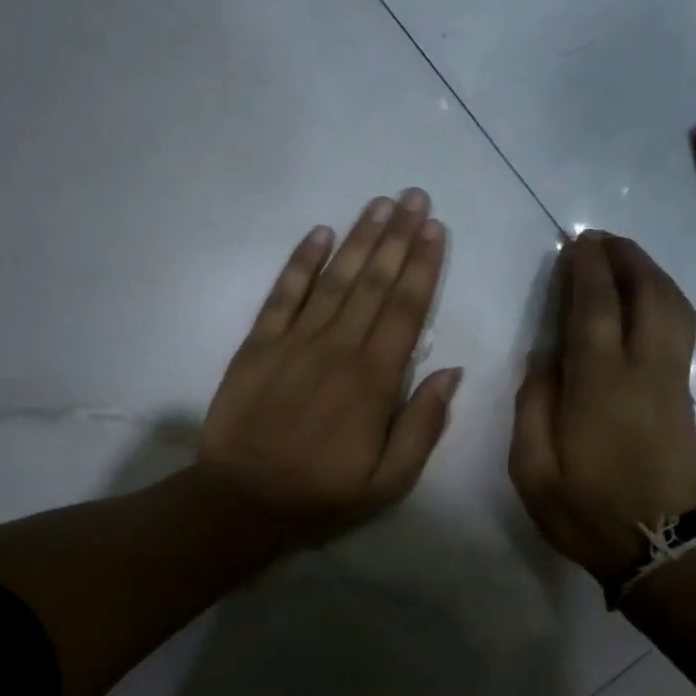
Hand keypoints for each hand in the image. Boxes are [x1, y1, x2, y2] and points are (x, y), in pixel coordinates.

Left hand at [199, 189, 462, 546]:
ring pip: (335, 278)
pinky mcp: (258, 343)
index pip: (406, 310)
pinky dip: (300, 261)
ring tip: (380, 204)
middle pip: (374, 283)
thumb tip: (452, 372)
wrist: (243, 498)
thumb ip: (424, 425)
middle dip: (399, 237)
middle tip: (415, 197)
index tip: (436, 230)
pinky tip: (318, 232)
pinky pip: (283, 293)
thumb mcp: (389, 481)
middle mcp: (338, 348)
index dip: (424, 267)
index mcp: (375, 380)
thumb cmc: (321, 492)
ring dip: (359, 238)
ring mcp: (295, 341)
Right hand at [510, 231, 695, 585]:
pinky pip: (680, 328)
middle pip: (647, 294)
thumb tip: (546, 355)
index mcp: (600, 388)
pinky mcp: (684, 395)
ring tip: (622, 259)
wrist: (656, 548)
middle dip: (625, 258)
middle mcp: (643, 372)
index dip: (586, 270)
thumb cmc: (585, 512)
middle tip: (599, 240)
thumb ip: (533, 404)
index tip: (575, 243)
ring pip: (674, 307)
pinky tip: (644, 298)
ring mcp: (671, 382)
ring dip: (650, 273)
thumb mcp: (532, 469)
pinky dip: (663, 298)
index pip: (595, 309)